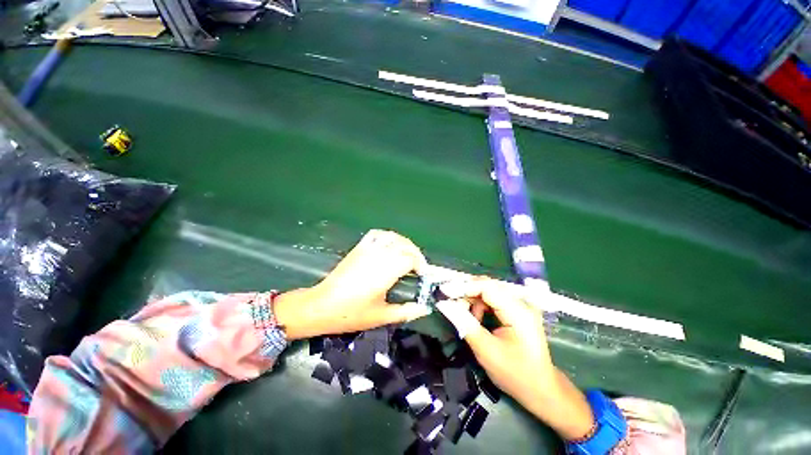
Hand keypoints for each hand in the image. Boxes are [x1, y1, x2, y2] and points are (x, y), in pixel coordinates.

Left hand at [274, 230, 430, 339]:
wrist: (321, 306)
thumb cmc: (351, 313)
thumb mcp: (381, 316)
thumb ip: (405, 312)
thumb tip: (424, 309)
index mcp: (386, 271)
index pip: (410, 258)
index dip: (420, 265)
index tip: (423, 275)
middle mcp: (379, 255)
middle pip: (405, 245)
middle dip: (416, 253)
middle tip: (418, 267)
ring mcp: (368, 249)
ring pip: (393, 237)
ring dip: (404, 243)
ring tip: (408, 254)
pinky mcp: (359, 248)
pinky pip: (377, 234)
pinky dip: (387, 236)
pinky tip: (390, 244)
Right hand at [439, 278, 594, 440]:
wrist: (541, 389)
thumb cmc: (515, 374)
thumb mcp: (485, 350)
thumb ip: (464, 323)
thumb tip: (444, 304)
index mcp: (518, 311)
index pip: (486, 287)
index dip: (463, 287)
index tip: (444, 291)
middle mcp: (521, 302)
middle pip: (487, 286)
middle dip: (466, 293)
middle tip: (450, 303)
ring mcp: (520, 305)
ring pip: (488, 291)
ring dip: (472, 300)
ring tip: (464, 316)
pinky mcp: (517, 310)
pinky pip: (493, 299)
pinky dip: (480, 306)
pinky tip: (476, 319)